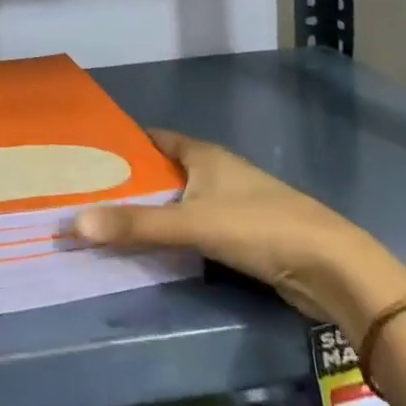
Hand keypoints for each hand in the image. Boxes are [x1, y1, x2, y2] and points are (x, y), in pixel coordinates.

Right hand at [73, 130, 405, 338]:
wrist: (330, 266)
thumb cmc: (258, 227)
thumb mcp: (192, 224)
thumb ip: (137, 226)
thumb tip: (75, 222)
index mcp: (204, 154)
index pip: (155, 138)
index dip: (125, 144)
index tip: (90, 154)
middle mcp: (216, 170)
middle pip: (166, 169)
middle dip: (133, 180)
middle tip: (91, 193)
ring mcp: (232, 202)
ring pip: (182, 199)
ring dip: (154, 209)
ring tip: (113, 221)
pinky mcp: (244, 234)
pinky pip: (196, 225)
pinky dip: (175, 232)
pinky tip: (156, 248)